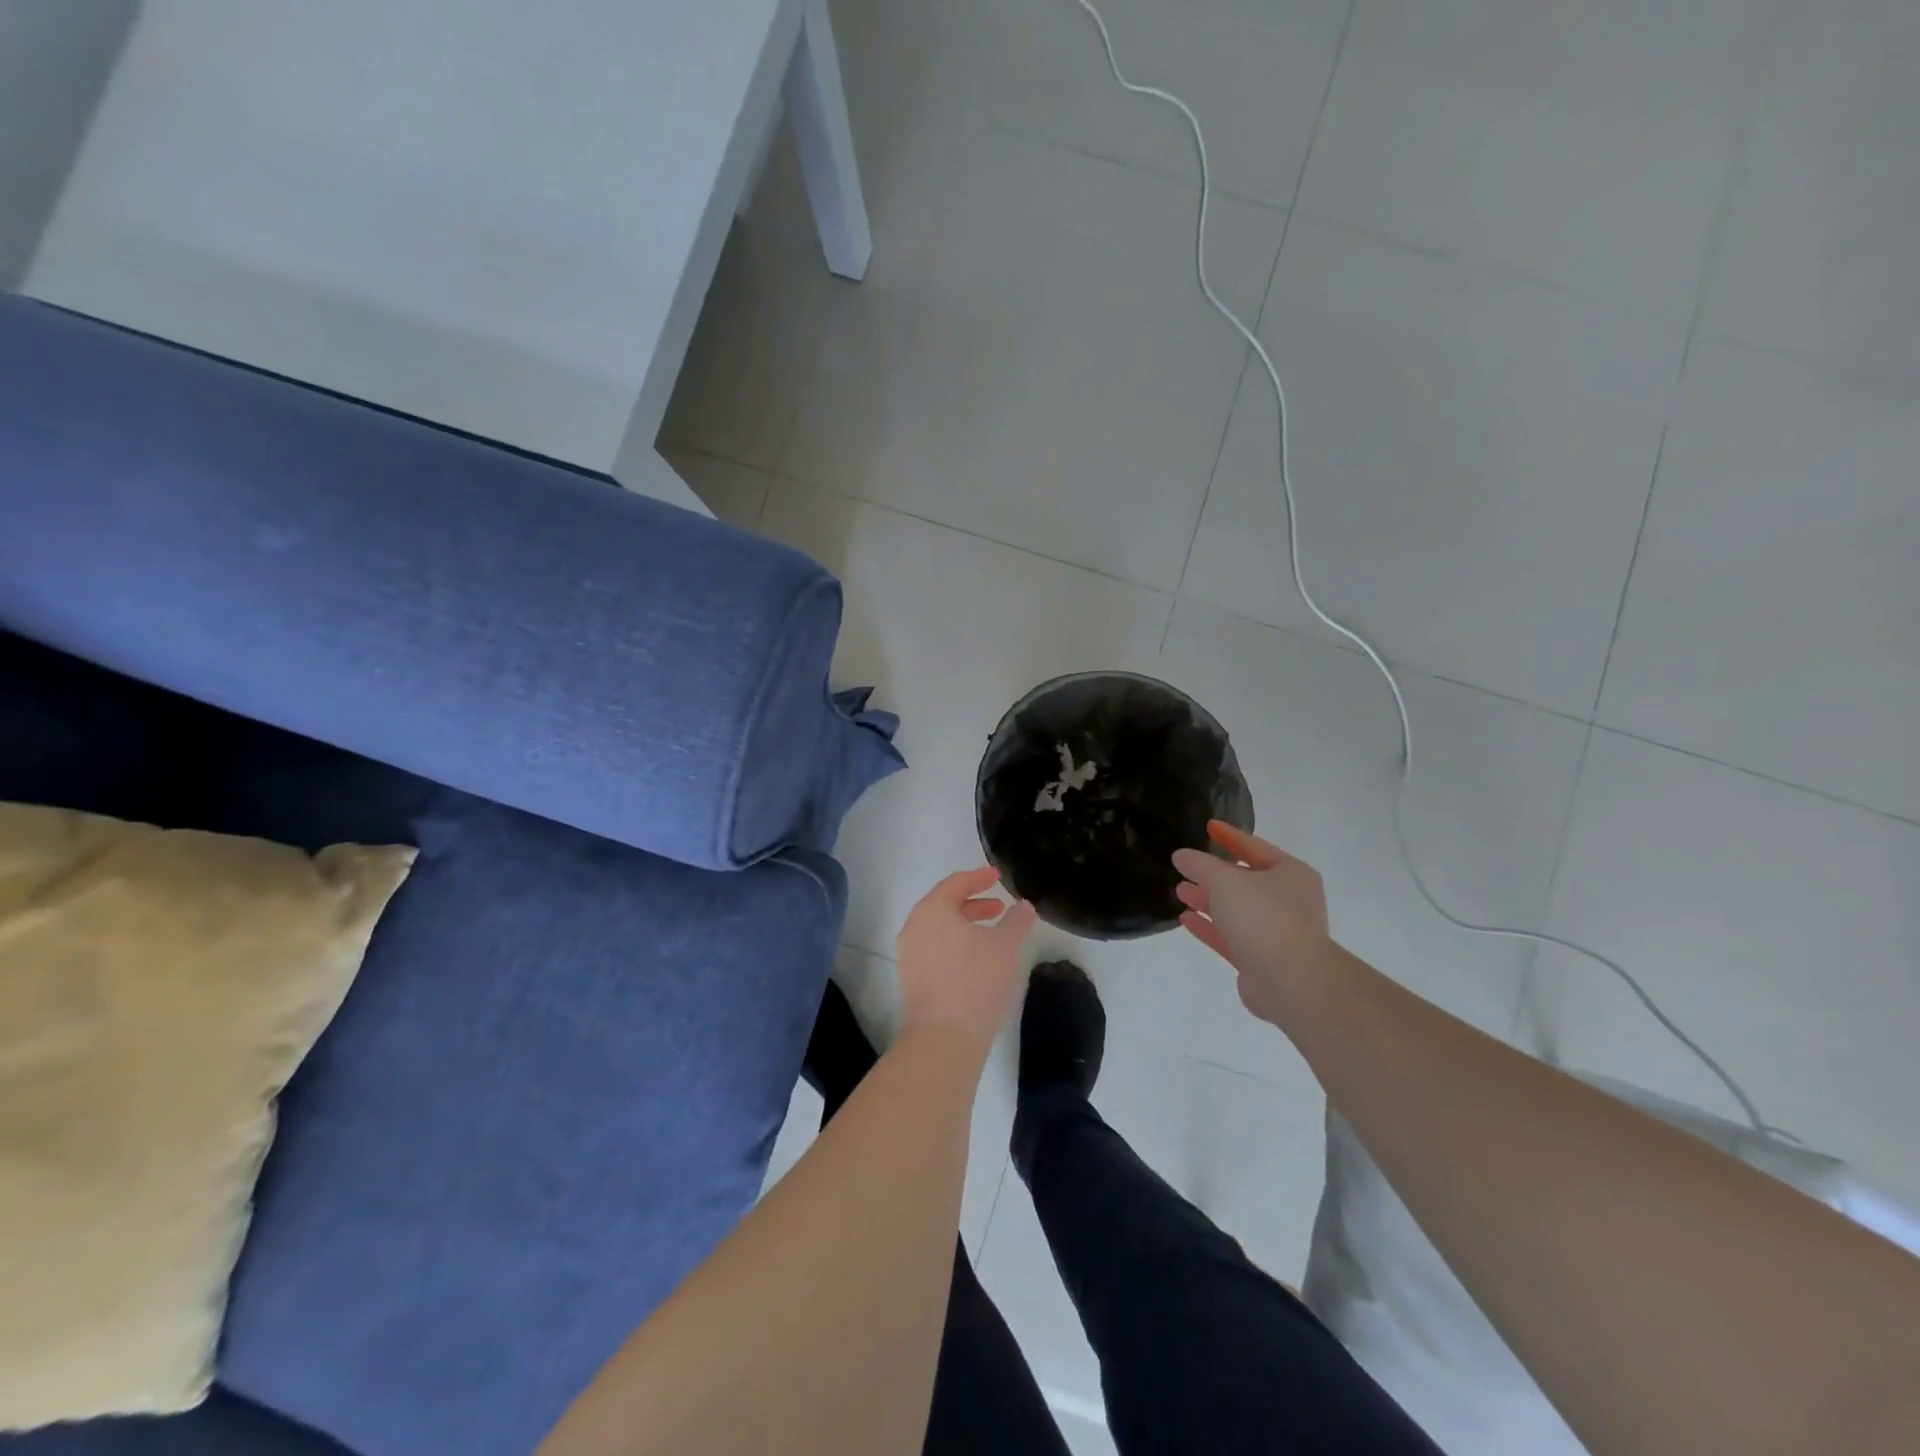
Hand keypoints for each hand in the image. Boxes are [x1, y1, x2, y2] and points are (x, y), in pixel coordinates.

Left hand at [896, 867, 1039, 1052]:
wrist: (944, 1036)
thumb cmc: (976, 980)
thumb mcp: (1005, 945)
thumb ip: (1016, 920)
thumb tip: (1024, 906)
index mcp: (932, 910)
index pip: (956, 883)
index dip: (979, 877)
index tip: (997, 876)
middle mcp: (914, 926)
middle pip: (945, 904)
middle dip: (973, 904)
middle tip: (999, 908)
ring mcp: (909, 954)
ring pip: (940, 929)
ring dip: (965, 926)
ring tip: (992, 935)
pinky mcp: (911, 978)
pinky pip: (935, 948)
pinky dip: (955, 944)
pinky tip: (977, 960)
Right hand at [1172, 822, 1333, 1025]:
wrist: (1290, 981)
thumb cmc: (1263, 917)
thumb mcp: (1225, 880)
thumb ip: (1200, 865)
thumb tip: (1182, 856)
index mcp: (1291, 874)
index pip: (1255, 847)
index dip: (1230, 836)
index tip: (1208, 826)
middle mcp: (1288, 901)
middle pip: (1245, 880)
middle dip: (1214, 874)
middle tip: (1186, 866)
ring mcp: (1275, 932)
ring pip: (1236, 910)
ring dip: (1208, 899)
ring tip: (1180, 890)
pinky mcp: (1260, 960)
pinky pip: (1230, 936)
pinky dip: (1209, 926)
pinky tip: (1185, 918)